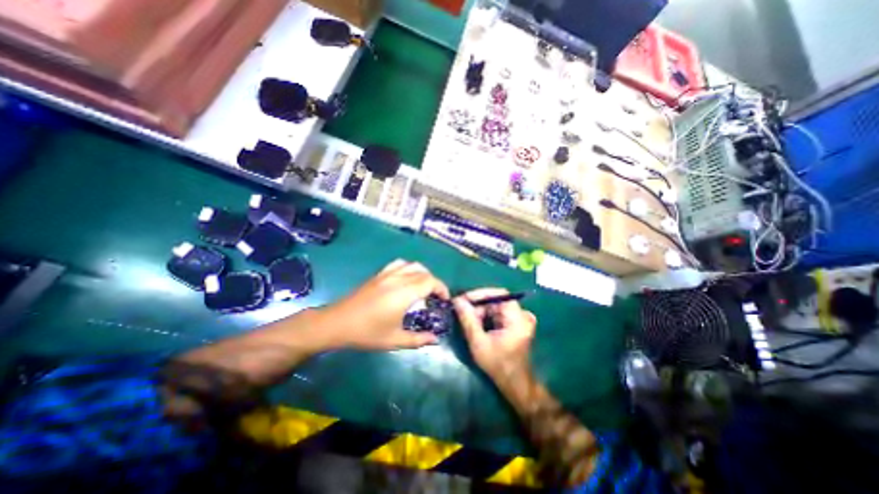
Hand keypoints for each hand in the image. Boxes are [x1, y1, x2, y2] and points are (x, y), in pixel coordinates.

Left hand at [319, 261, 452, 349]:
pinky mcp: (379, 274)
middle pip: (424, 272)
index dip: (442, 288)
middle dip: (434, 283)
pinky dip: (409, 268)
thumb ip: (418, 339)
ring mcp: (387, 274)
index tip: (444, 300)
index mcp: (404, 293)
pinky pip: (399, 264)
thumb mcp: (394, 340)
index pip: (431, 281)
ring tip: (423, 287)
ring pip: (412, 265)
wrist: (337, 323)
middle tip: (435, 298)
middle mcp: (398, 279)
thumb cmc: (367, 333)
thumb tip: (435, 339)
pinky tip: (406, 279)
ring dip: (423, 273)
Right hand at [453, 289, 535, 381]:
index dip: (481, 294)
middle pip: (497, 300)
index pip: (500, 294)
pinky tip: (478, 325)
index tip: (464, 299)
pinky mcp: (517, 323)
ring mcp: (521, 319)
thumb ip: (468, 320)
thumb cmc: (498, 365)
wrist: (515, 384)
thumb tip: (457, 300)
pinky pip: (499, 313)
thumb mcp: (479, 343)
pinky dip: (487, 316)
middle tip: (463, 312)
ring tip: (469, 321)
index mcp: (518, 319)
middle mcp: (522, 315)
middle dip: (478, 305)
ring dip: (481, 311)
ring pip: (496, 306)